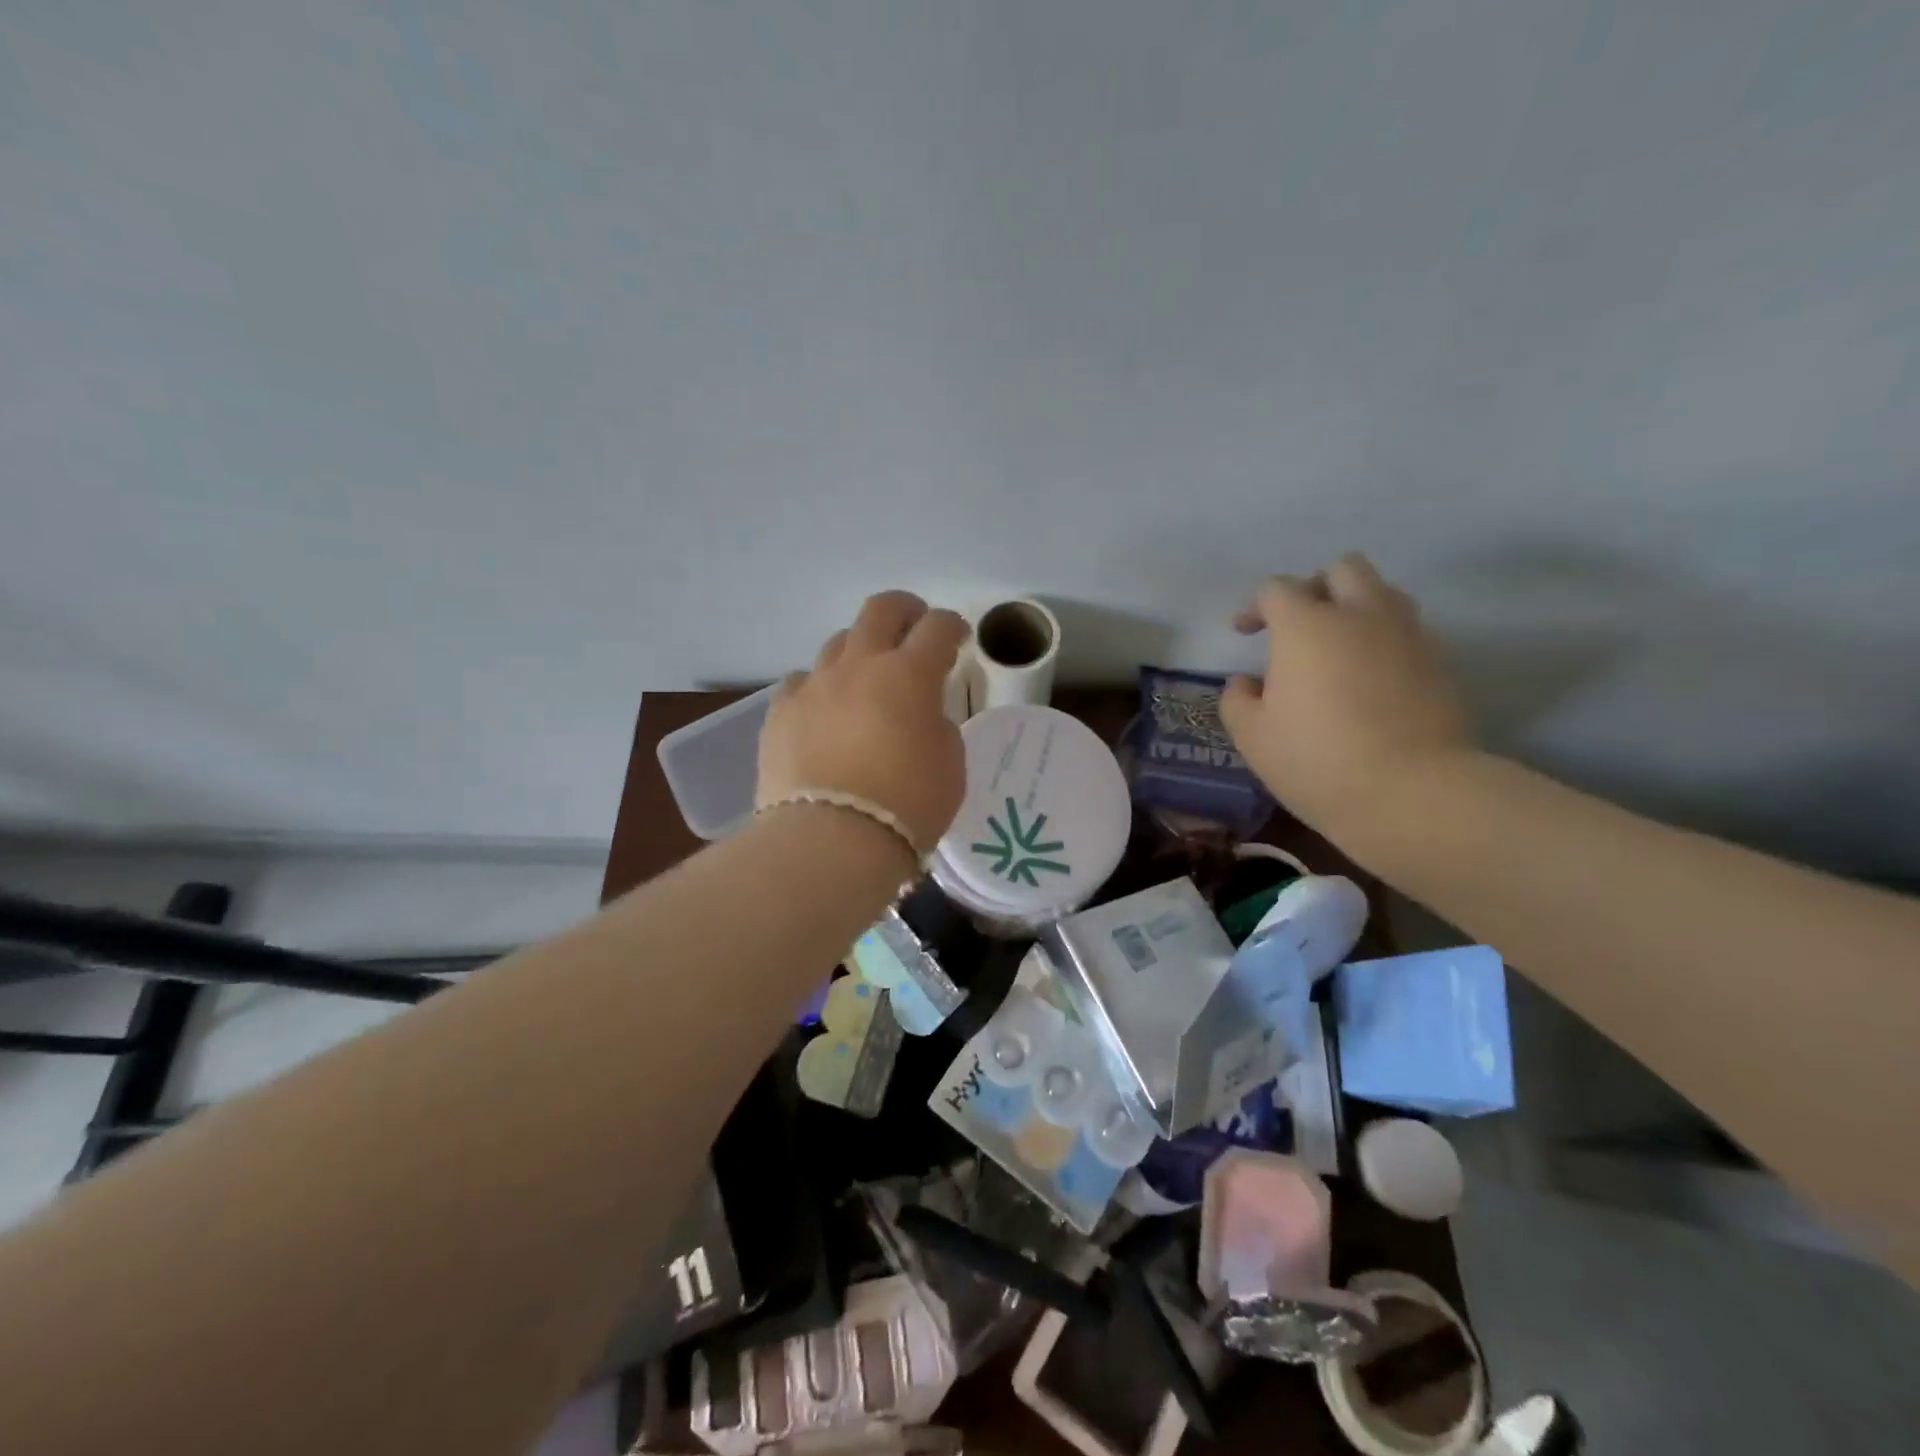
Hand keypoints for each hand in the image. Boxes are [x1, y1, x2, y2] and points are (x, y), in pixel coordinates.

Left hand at [757, 591, 969, 852]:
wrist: (830, 841)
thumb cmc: (906, 806)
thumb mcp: (950, 766)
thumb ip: (938, 727)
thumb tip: (920, 716)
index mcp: (909, 675)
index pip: (937, 628)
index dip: (953, 626)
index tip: (959, 639)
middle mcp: (859, 666)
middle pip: (880, 610)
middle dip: (905, 610)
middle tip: (914, 628)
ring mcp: (814, 685)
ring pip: (838, 643)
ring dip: (860, 651)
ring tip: (867, 677)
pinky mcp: (780, 712)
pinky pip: (802, 682)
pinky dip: (820, 688)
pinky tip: (824, 710)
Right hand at [1220, 554, 1473, 844]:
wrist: (1413, 792)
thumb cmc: (1317, 760)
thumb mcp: (1253, 737)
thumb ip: (1238, 700)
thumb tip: (1246, 683)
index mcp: (1307, 626)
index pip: (1277, 589)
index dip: (1256, 606)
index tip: (1245, 633)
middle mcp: (1360, 615)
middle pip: (1343, 570)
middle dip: (1315, 588)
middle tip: (1299, 626)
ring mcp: (1408, 636)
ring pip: (1384, 593)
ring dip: (1357, 607)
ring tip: (1339, 647)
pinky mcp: (1440, 663)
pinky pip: (1408, 631)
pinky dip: (1384, 640)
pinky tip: (1370, 678)